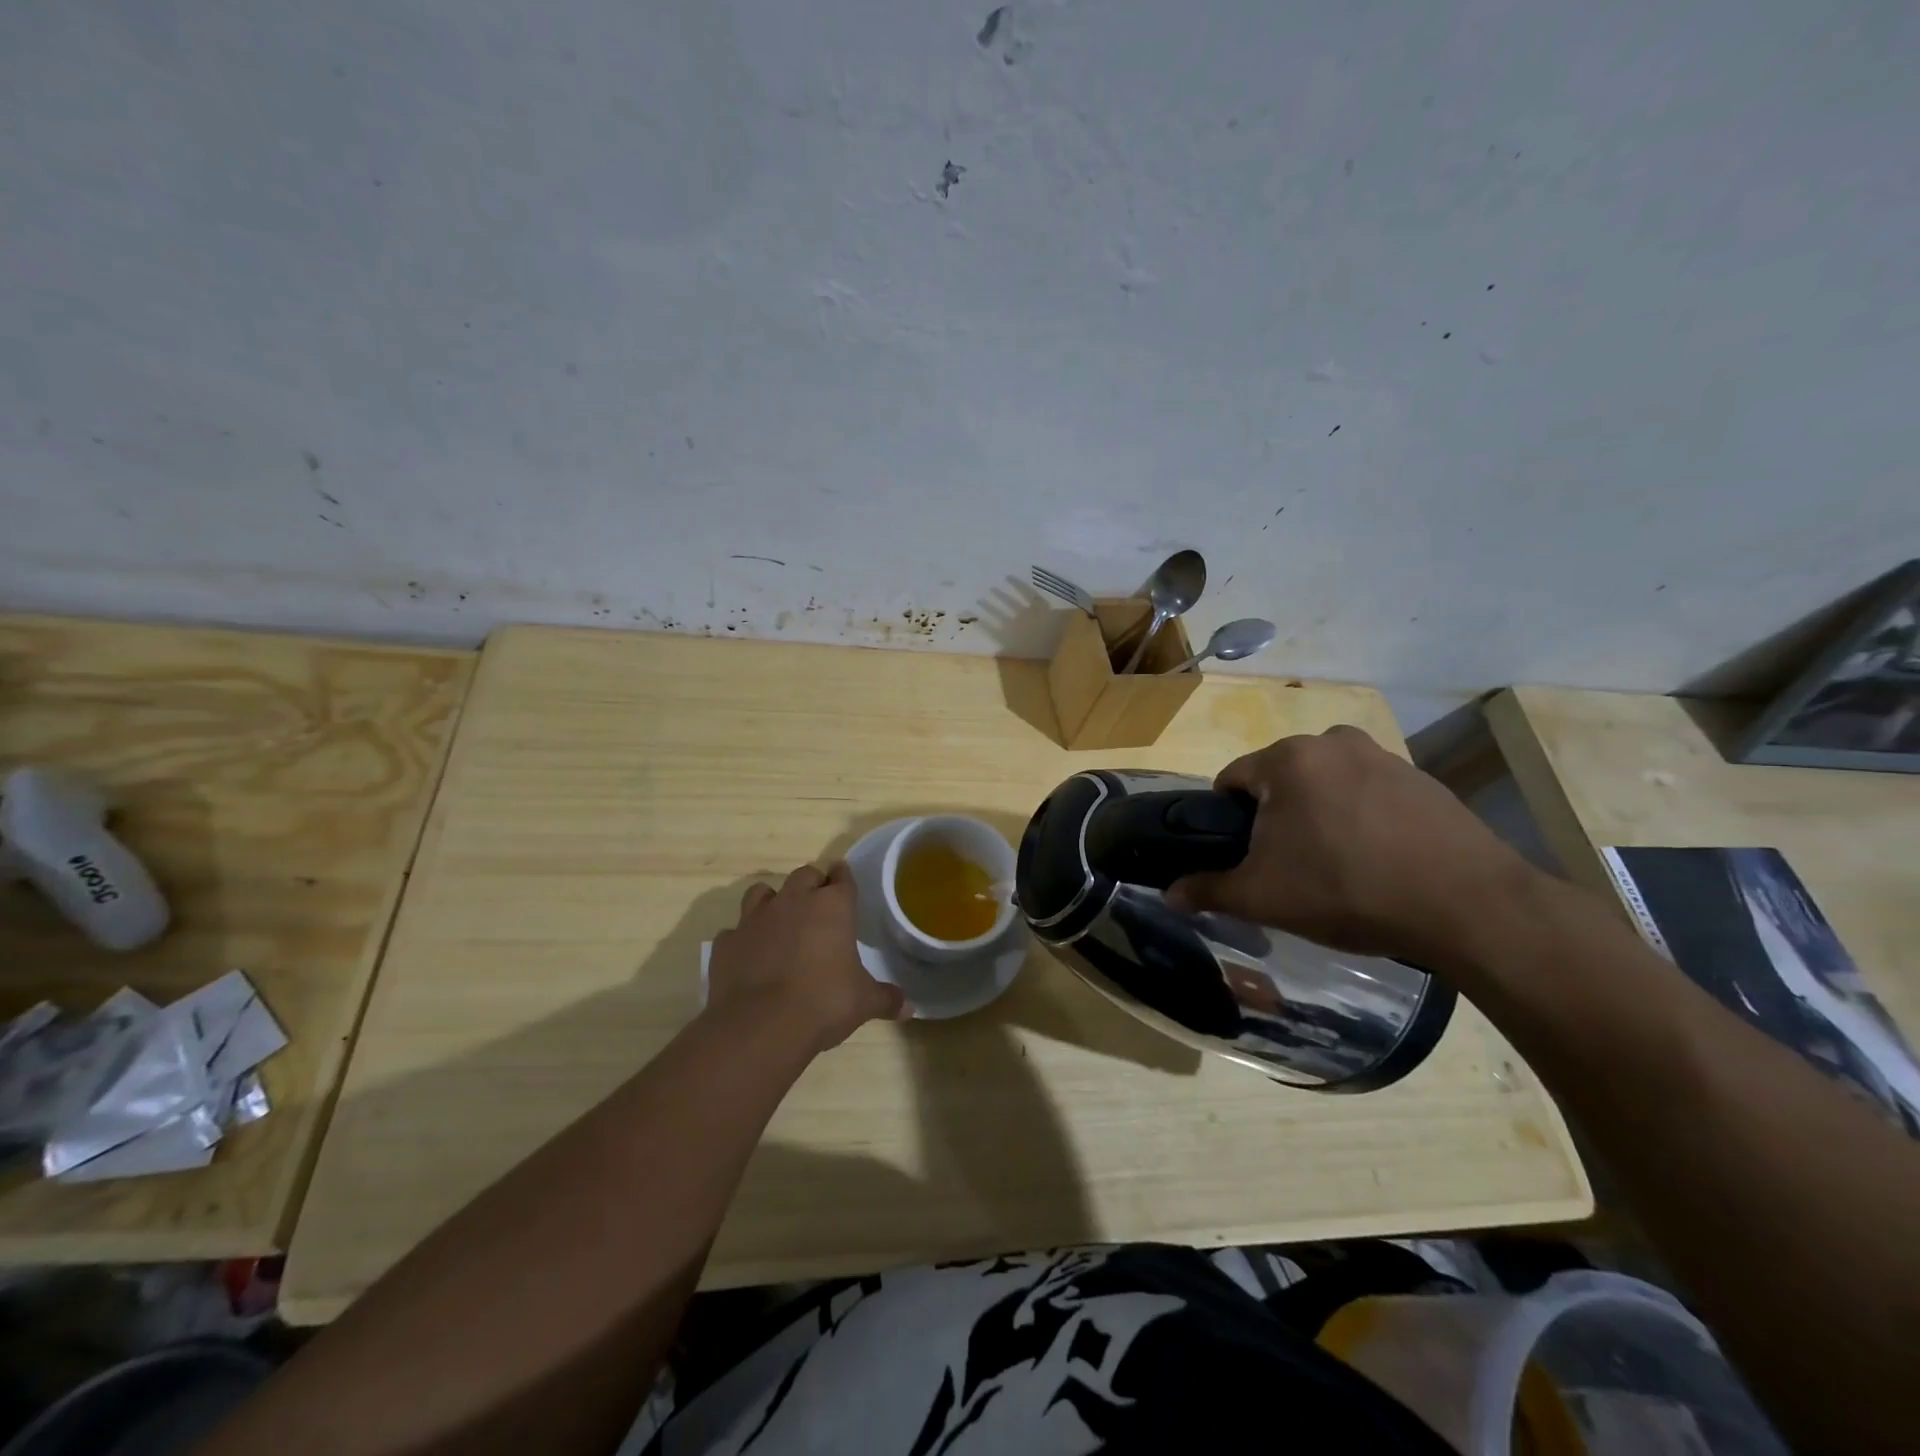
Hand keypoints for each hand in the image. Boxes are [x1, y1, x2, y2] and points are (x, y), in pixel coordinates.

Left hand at [706, 862, 906, 1052]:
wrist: (760, 1026)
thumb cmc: (823, 1003)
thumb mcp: (863, 1003)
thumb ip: (886, 998)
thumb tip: (909, 1007)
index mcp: (832, 906)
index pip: (842, 876)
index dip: (844, 878)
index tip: (845, 882)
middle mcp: (794, 901)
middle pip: (805, 875)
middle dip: (812, 884)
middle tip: (819, 905)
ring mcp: (755, 919)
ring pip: (762, 892)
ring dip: (773, 901)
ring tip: (780, 921)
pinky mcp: (726, 942)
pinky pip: (736, 931)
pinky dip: (743, 939)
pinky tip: (749, 956)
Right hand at [1166, 727, 1544, 971]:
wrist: (1468, 906)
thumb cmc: (1347, 890)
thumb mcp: (1264, 897)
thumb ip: (1208, 890)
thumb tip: (1169, 894)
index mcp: (1287, 759)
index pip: (1231, 780)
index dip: (1227, 821)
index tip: (1245, 858)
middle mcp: (1331, 742)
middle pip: (1280, 779)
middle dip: (1276, 816)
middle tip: (1291, 867)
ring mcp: (1382, 756)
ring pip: (1325, 784)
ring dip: (1319, 814)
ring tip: (1338, 865)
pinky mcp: (1422, 778)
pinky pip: (1368, 792)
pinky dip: (1361, 816)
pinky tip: (1379, 859)